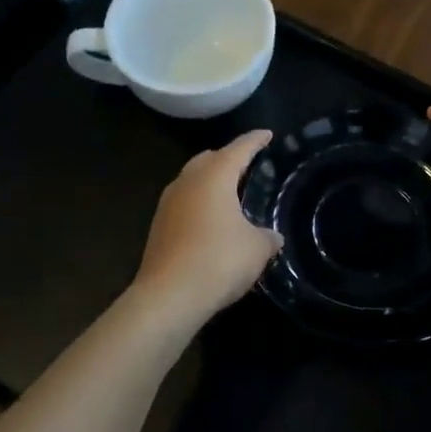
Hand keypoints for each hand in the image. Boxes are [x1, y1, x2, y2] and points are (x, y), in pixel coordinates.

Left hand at [133, 130, 282, 325]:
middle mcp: (187, 182)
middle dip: (228, 158)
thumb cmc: (219, 260)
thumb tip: (272, 236)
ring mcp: (168, 204)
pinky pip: (184, 203)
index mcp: (214, 176)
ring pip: (192, 180)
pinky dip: (200, 204)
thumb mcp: (257, 249)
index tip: (267, 134)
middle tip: (247, 165)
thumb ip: (267, 237)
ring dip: (210, 182)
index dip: (255, 140)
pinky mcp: (158, 227)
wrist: (168, 296)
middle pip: (209, 159)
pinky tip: (212, 221)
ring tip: (230, 193)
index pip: (239, 148)